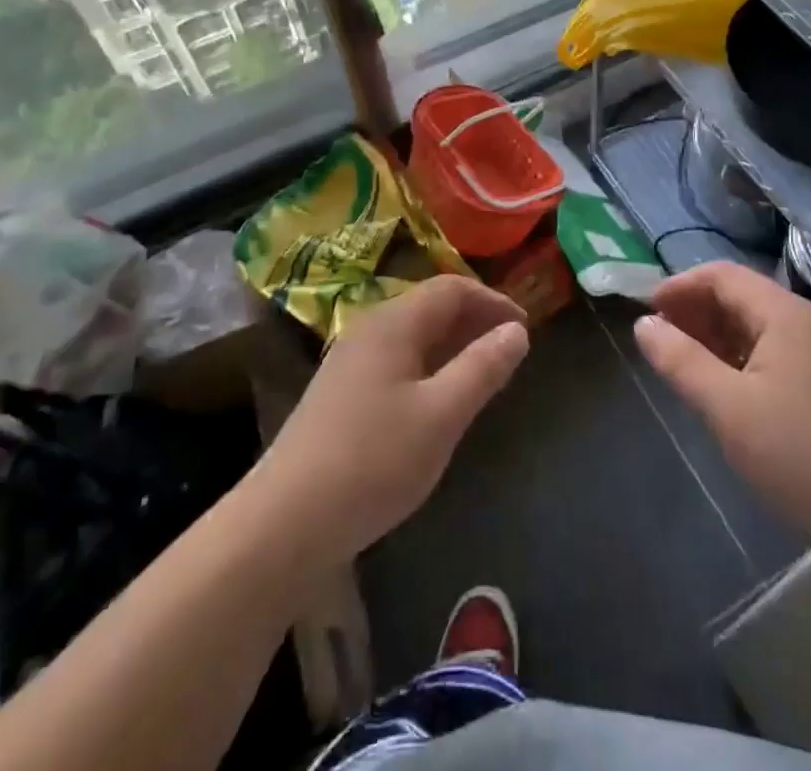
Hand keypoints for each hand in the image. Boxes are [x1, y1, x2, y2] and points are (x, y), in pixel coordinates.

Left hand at [253, 276, 528, 565]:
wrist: (285, 522)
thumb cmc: (374, 461)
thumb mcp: (442, 414)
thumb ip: (483, 368)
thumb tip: (517, 330)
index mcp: (394, 322)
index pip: (451, 288)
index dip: (493, 301)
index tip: (526, 328)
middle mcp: (369, 328)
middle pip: (430, 306)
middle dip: (474, 320)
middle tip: (509, 350)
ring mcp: (350, 360)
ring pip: (412, 334)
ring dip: (451, 344)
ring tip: (482, 373)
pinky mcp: (340, 392)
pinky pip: (396, 359)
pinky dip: (428, 365)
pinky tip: (437, 400)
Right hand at [634, 263, 810, 563]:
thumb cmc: (799, 454)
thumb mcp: (727, 407)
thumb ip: (681, 360)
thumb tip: (643, 323)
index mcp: (783, 313)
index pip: (722, 275)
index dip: (680, 286)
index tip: (646, 311)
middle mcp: (803, 322)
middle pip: (739, 296)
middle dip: (694, 310)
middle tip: (659, 339)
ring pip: (755, 326)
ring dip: (714, 335)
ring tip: (681, 362)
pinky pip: (770, 352)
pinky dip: (737, 357)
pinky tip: (721, 387)